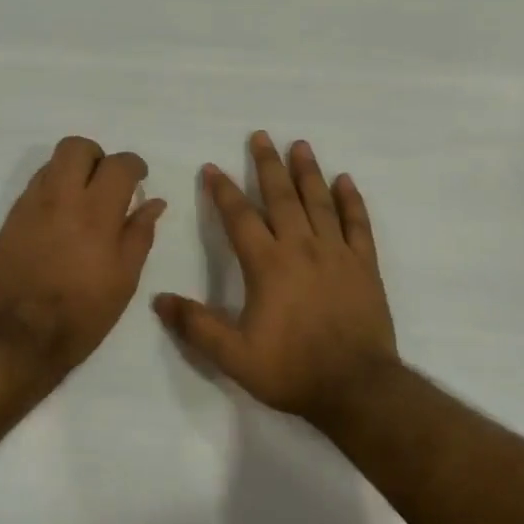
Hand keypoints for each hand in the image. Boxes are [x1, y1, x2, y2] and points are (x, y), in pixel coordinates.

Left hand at [0, 136, 166, 375]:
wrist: (21, 337)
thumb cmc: (83, 313)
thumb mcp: (124, 279)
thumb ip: (140, 234)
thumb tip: (153, 202)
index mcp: (97, 213)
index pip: (119, 164)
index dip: (134, 165)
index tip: (138, 180)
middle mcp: (61, 198)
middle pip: (77, 147)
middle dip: (97, 157)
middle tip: (107, 183)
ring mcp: (30, 205)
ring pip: (52, 163)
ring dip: (72, 171)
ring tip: (83, 202)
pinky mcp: (10, 219)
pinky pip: (34, 186)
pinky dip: (52, 190)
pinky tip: (60, 220)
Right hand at [154, 132, 397, 421]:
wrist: (356, 387)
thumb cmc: (292, 370)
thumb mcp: (234, 356)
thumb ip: (197, 326)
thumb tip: (159, 299)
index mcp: (268, 265)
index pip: (240, 218)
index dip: (223, 191)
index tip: (212, 167)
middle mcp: (301, 248)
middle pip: (281, 197)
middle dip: (268, 165)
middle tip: (260, 136)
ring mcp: (337, 254)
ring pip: (319, 202)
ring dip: (307, 172)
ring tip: (299, 145)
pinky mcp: (364, 266)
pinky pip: (357, 224)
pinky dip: (350, 201)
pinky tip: (345, 181)